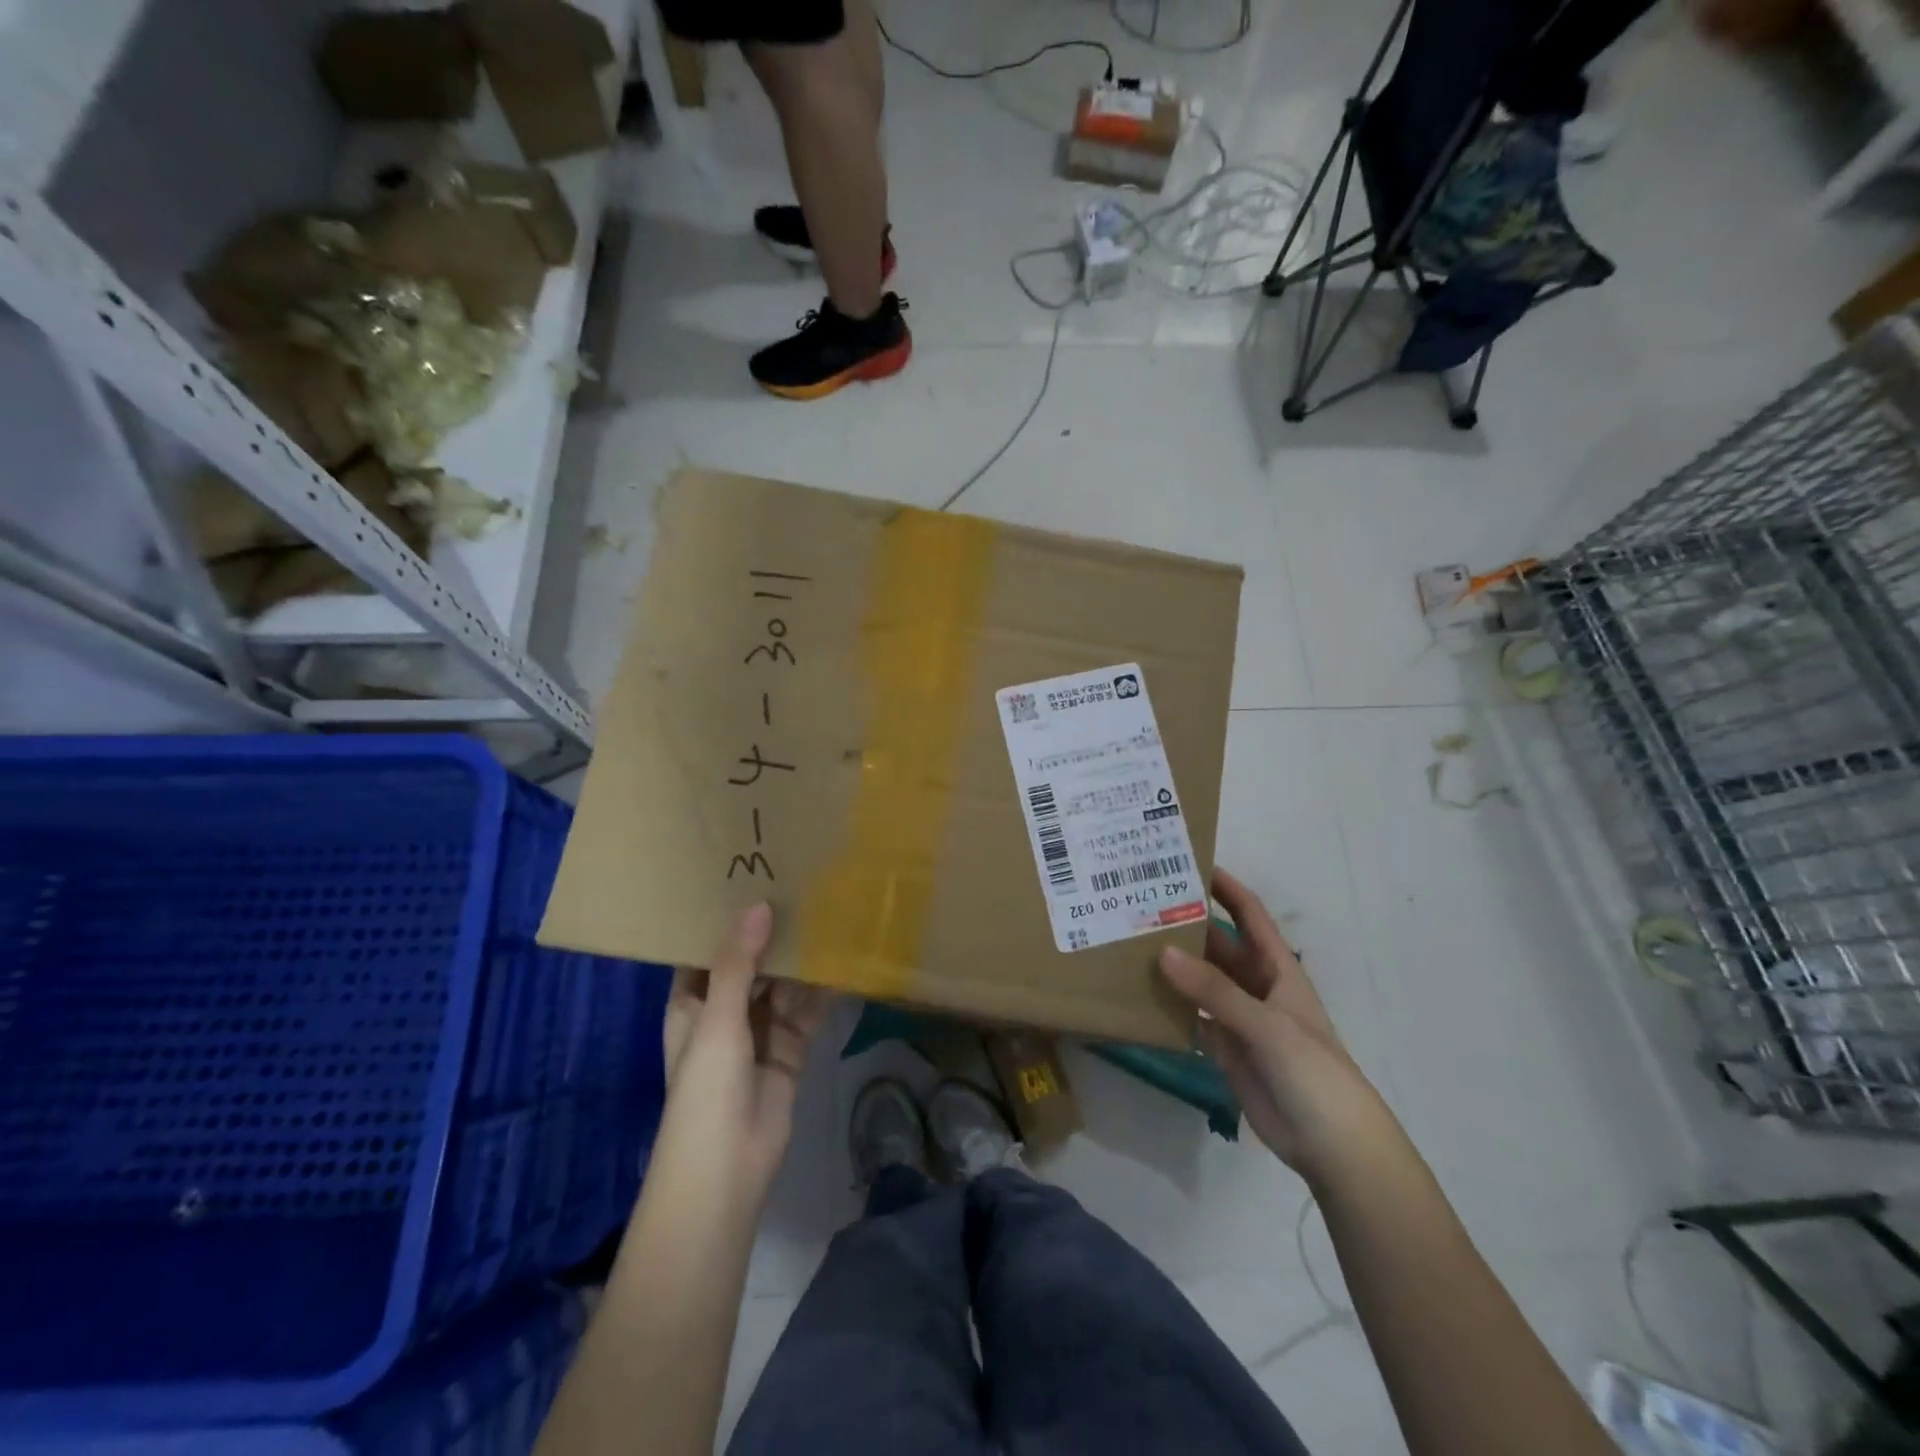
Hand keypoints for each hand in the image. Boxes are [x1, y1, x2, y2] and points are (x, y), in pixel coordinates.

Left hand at [661, 903, 832, 1197]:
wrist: (727, 1170)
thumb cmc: (706, 1088)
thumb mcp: (717, 1018)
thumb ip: (738, 963)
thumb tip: (760, 905)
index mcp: (692, 1002)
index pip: (707, 950)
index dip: (725, 920)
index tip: (750, 878)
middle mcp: (724, 1011)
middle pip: (750, 964)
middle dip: (771, 935)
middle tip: (801, 888)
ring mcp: (758, 1032)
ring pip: (781, 986)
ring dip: (800, 961)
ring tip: (826, 914)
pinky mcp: (789, 1050)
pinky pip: (806, 1012)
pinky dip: (821, 992)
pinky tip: (841, 961)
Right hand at [1157, 867, 1398, 1181]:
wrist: (1333, 1146)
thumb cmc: (1313, 1072)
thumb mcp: (1267, 1024)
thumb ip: (1215, 991)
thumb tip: (1163, 952)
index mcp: (1278, 970)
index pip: (1250, 916)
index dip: (1226, 889)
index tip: (1191, 864)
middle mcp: (1256, 987)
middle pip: (1218, 946)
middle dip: (1187, 925)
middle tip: (1141, 904)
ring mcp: (1240, 1019)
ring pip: (1201, 981)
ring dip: (1174, 965)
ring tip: (1130, 943)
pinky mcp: (1226, 1050)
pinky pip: (1193, 1018)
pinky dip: (1170, 1007)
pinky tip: (1140, 995)